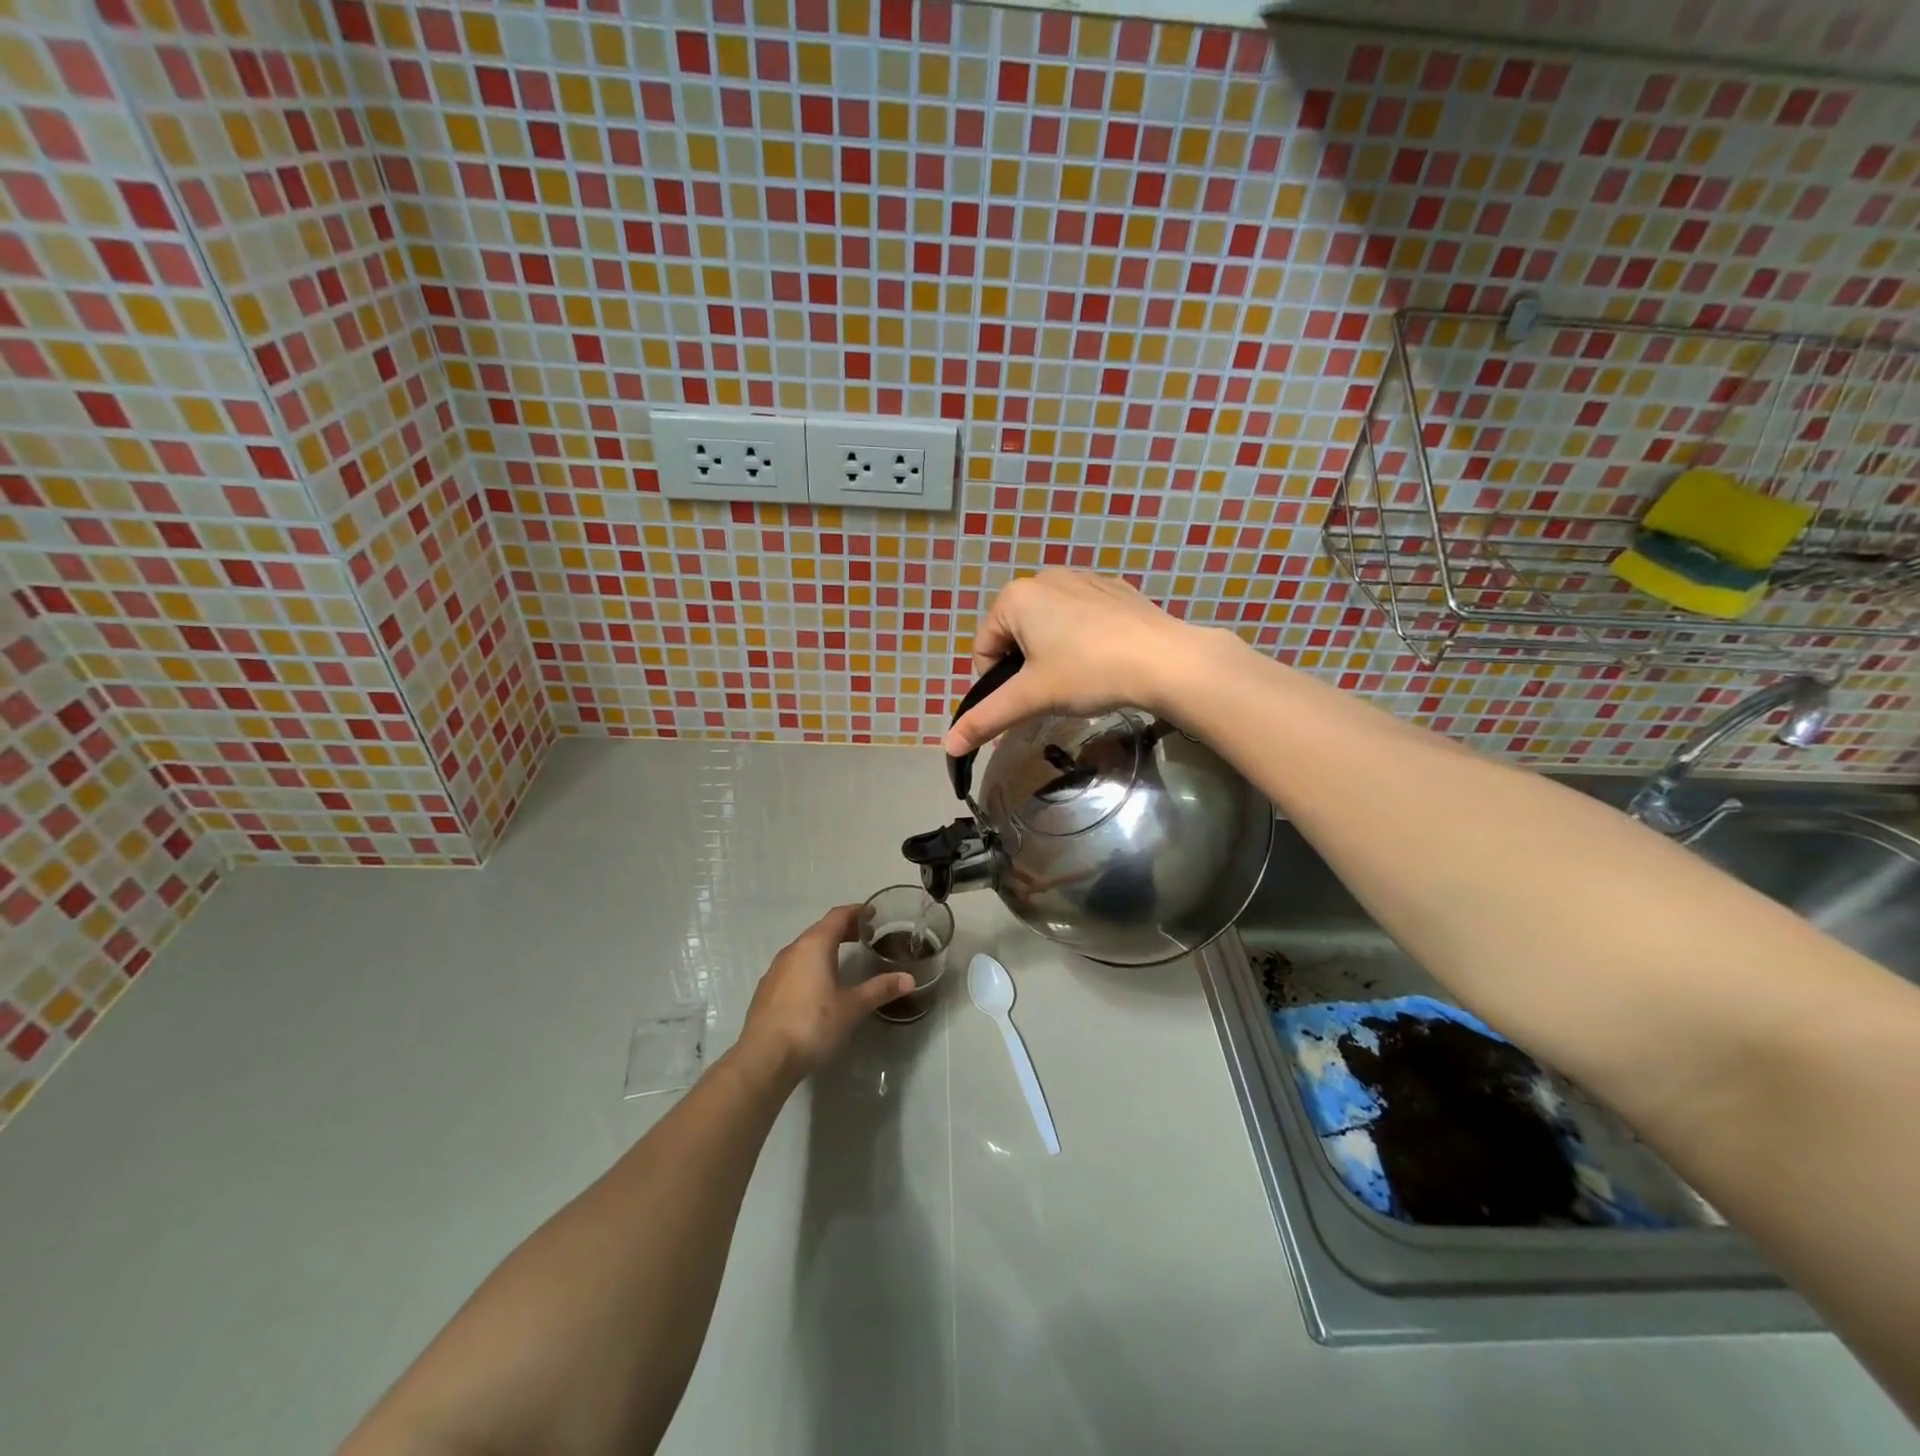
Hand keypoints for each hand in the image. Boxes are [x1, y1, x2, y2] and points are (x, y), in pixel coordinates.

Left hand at [736, 906, 913, 1081]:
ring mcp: (775, 970)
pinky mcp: (766, 990)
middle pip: (820, 930)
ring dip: (825, 948)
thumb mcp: (851, 1008)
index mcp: (814, 946)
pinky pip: (793, 966)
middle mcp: (792, 950)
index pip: (837, 916)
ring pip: (805, 949)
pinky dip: (810, 965)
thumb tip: (909, 979)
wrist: (764, 1058)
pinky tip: (818, 986)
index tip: (874, 914)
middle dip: (843, 930)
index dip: (856, 912)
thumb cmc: (812, 1025)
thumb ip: (879, 990)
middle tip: (865, 936)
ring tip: (844, 959)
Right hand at [945, 569, 1217, 755]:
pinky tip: (1104, 660)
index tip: (1025, 701)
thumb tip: (948, 746)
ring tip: (1080, 678)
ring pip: (1050, 625)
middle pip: (1016, 635)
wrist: (1164, 660)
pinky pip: (1082, 616)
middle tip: (1053, 693)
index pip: (984, 648)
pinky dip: (1083, 639)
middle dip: (1026, 667)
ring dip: (1053, 654)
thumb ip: (986, 718)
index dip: (996, 683)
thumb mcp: (1031, 698)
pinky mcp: (1114, 589)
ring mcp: (1083, 578)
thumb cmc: (1087, 672)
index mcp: (1016, 597)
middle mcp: (1044, 577)